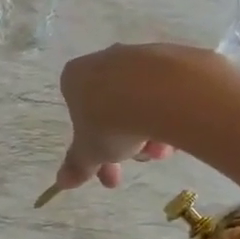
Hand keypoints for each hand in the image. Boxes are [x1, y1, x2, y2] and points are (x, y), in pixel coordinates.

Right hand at [54, 44, 209, 190]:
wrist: (160, 91)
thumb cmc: (110, 121)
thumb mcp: (91, 152)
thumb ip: (78, 165)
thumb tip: (62, 182)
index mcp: (75, 78)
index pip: (78, 114)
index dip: (92, 147)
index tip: (106, 167)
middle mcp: (104, 60)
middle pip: (112, 109)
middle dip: (125, 144)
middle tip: (139, 164)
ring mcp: (138, 57)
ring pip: (140, 103)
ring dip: (149, 133)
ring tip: (163, 152)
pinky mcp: (170, 57)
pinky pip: (165, 92)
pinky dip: (168, 114)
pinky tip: (177, 133)